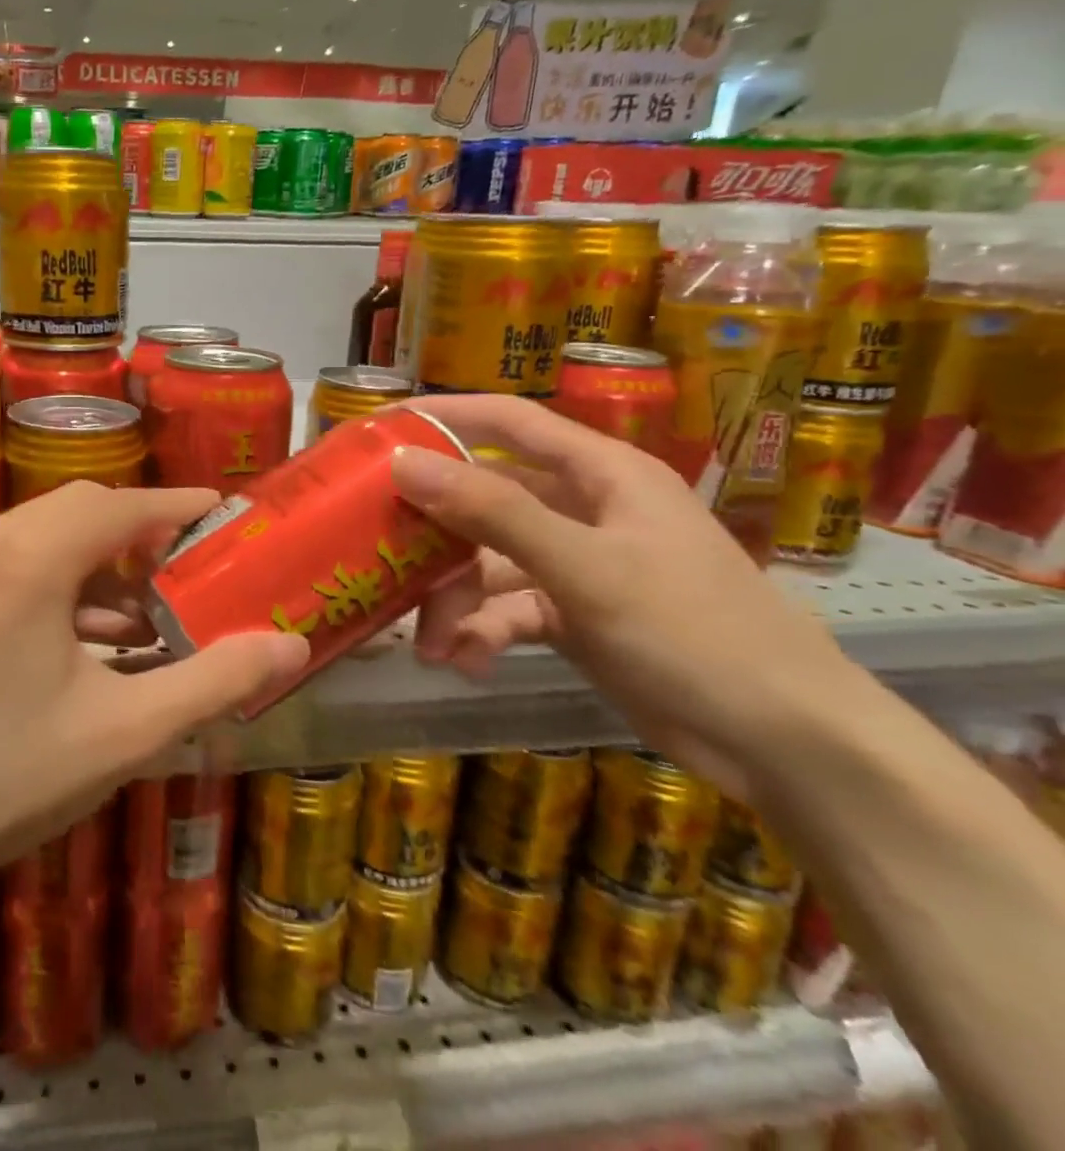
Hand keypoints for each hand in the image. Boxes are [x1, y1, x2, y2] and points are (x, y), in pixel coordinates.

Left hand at [0, 482, 310, 880]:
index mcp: (31, 560)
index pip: (122, 506)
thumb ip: (214, 681)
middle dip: (140, 532)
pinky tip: (86, 642)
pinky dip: (59, 584)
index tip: (224, 513)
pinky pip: (11, 564)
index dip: (179, 506)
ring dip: (99, 563)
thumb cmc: (3, 775)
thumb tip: (291, 645)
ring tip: (146, 618)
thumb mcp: (124, 733)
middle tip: (190, 568)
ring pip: (43, 535)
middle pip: (81, 509)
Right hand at [392, 394, 858, 800]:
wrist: (787, 745)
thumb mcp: (585, 567)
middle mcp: (585, 509)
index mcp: (601, 473)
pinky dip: (484, 631)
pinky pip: (510, 608)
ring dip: (455, 600)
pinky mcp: (576, 615)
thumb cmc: (694, 632)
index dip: (441, 417)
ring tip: (426, 642)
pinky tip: (465, 661)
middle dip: (435, 532)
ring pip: (490, 562)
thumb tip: (404, 463)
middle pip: (486, 499)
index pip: (507, 421)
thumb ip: (492, 512)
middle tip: (377, 550)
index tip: (376, 430)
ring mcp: (579, 564)